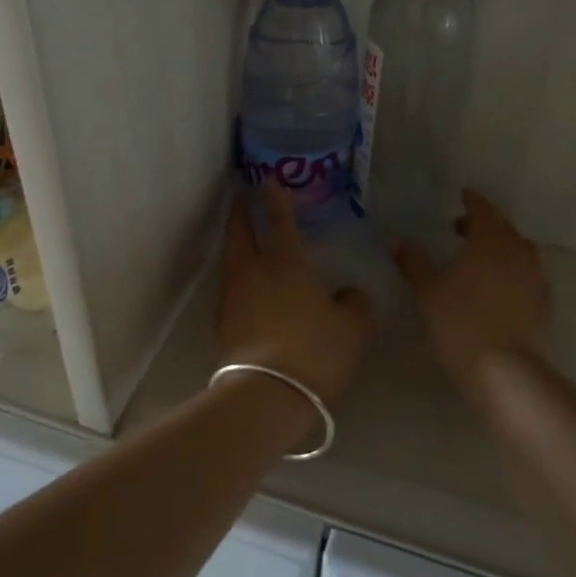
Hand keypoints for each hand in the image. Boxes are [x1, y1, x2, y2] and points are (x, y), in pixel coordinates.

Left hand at [217, 184, 369, 403]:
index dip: (274, 199)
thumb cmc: (315, 351)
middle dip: (241, 214)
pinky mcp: (223, 327)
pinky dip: (238, 279)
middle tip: (241, 199)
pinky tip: (248, 289)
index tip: (266, 180)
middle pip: (240, 234)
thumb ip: (352, 303)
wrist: (266, 395)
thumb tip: (346, 294)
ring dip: (235, 245)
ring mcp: (233, 300)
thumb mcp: (351, 327)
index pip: (279, 222)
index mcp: (285, 264)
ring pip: (231, 262)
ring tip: (243, 241)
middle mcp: (252, 274)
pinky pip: (231, 291)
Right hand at [395, 189, 550, 384]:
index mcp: (489, 242)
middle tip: (463, 228)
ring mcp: (535, 277)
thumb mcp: (428, 293)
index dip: (473, 201)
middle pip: (504, 226)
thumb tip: (400, 242)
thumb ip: (414, 263)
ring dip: (503, 245)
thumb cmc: (461, 323)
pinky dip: (515, 270)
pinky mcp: (544, 303)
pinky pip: (530, 274)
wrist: (506, 370)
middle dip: (485, 222)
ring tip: (484, 257)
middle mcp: (517, 252)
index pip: (483, 210)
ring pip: (521, 249)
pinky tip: (502, 286)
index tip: (464, 195)